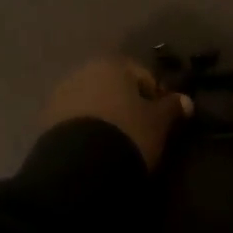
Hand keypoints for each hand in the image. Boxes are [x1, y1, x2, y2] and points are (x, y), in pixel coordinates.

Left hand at [41, 57, 193, 168]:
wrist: (80, 169)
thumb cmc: (127, 134)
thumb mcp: (157, 123)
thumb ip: (172, 108)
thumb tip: (186, 100)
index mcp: (112, 63)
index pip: (141, 74)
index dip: (154, 97)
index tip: (161, 122)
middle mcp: (84, 71)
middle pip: (113, 86)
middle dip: (126, 105)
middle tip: (139, 134)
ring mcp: (62, 95)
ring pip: (92, 103)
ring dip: (104, 118)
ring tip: (115, 146)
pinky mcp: (47, 121)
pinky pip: (75, 122)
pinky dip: (86, 132)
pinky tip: (95, 152)